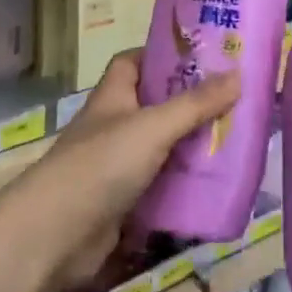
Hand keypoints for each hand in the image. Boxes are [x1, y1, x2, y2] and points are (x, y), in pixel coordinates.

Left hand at [15, 50, 239, 291]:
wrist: (54, 237)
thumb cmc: (101, 163)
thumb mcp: (154, 126)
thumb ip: (195, 104)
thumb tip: (238, 74)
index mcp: (113, 95)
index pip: (134, 61)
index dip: (162, 54)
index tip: (200, 55)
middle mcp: (114, 124)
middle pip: (154, 104)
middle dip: (188, 101)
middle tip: (232, 98)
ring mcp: (117, 164)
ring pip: (161, 146)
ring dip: (190, 144)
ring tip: (234, 138)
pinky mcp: (124, 202)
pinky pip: (160, 184)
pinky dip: (183, 183)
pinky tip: (214, 183)